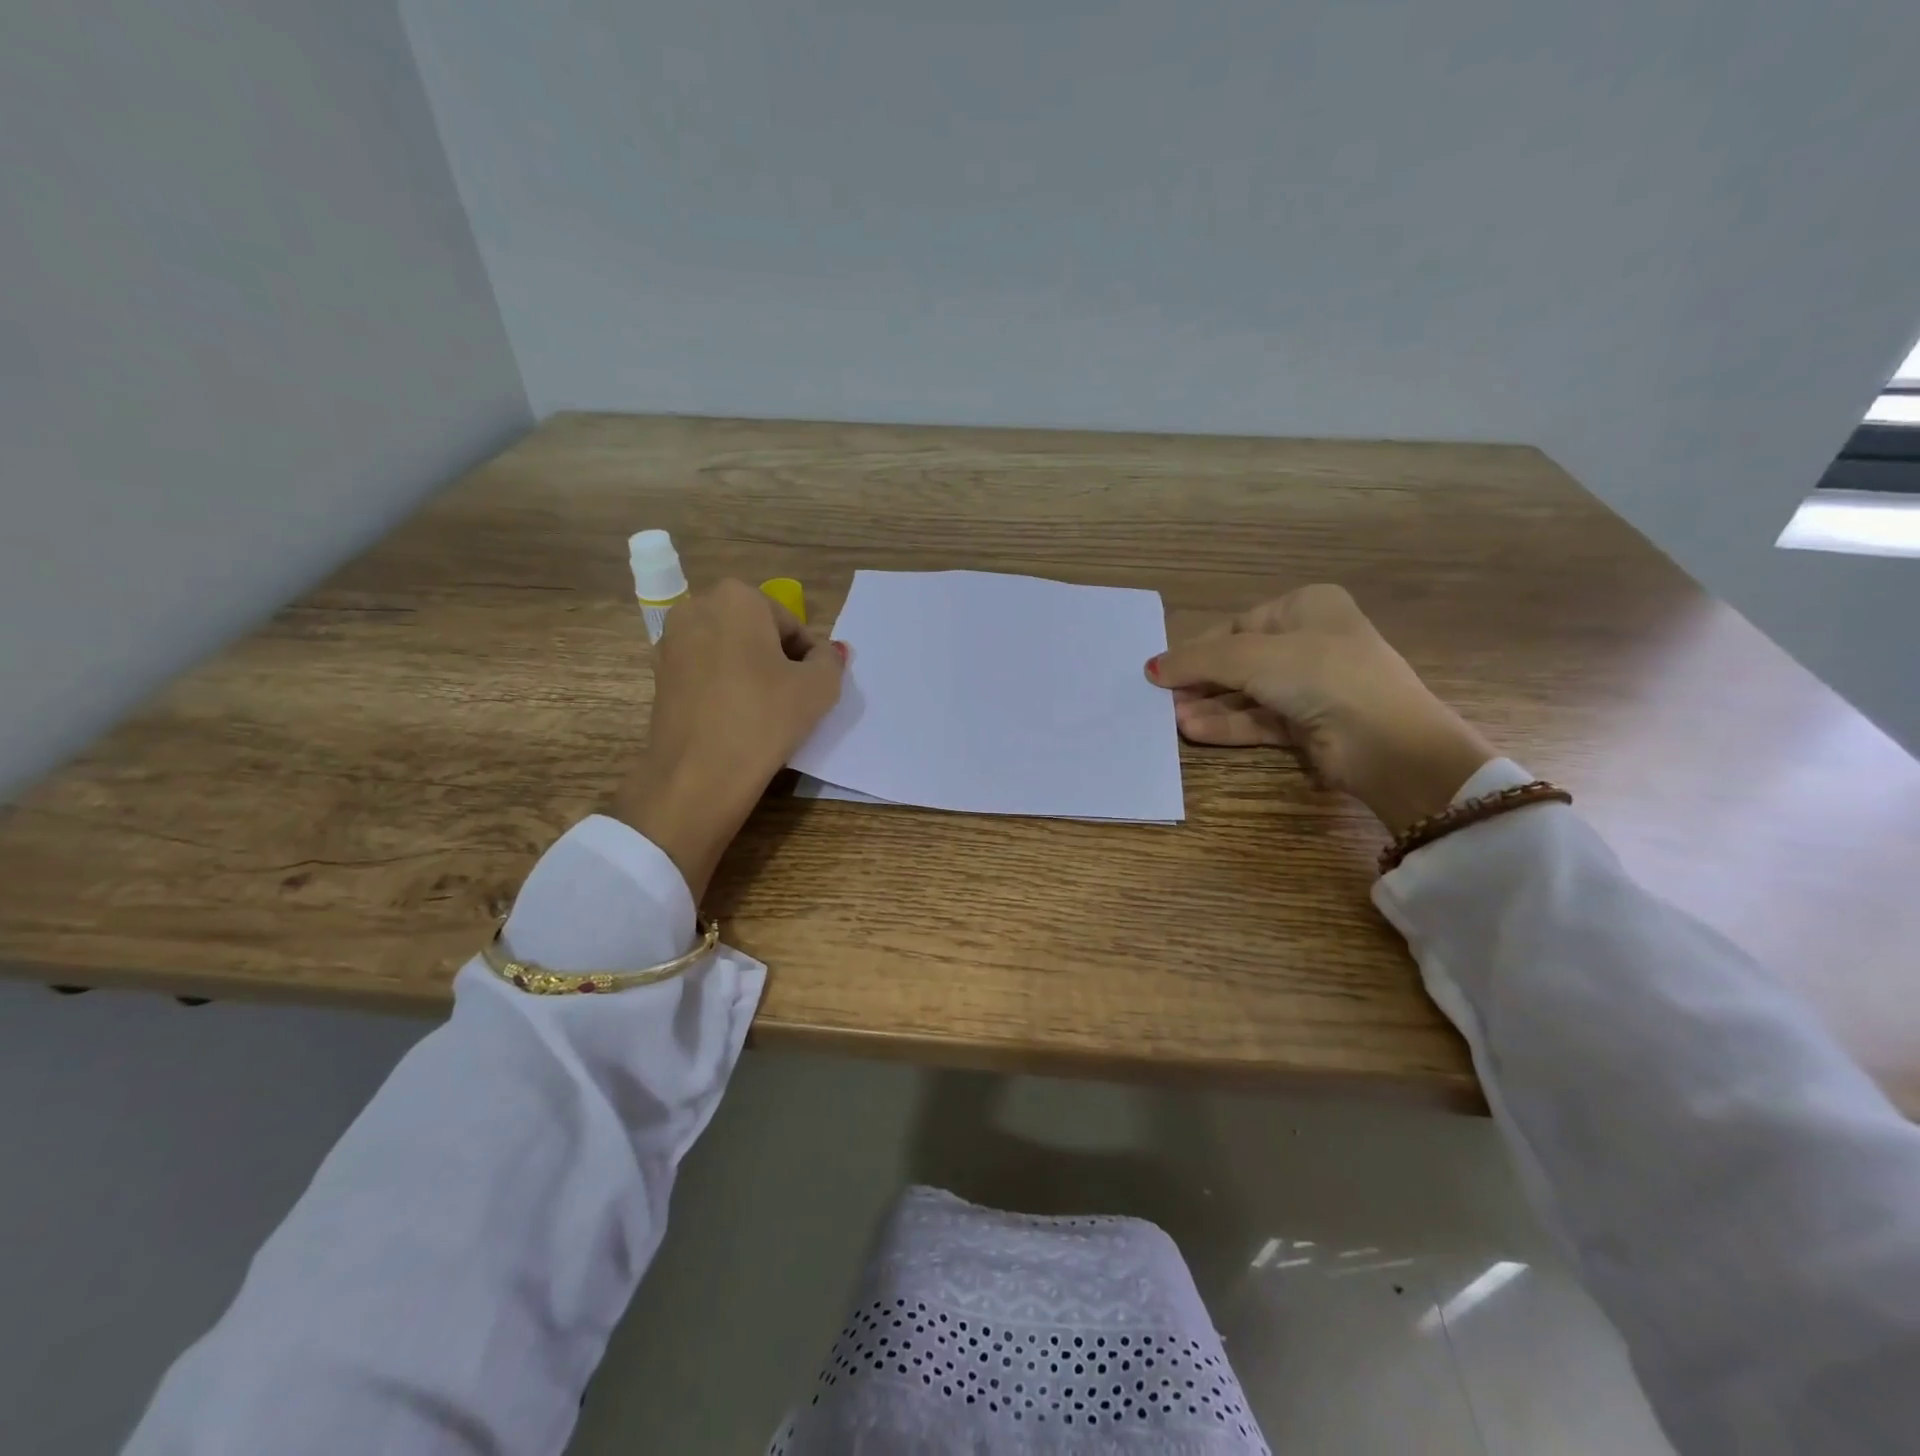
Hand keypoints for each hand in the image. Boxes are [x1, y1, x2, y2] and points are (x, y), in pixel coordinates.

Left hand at [612, 580, 847, 898]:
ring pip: (729, 653)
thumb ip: (831, 661)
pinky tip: (736, 721)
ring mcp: (670, 642)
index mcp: (737, 598)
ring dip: (750, 674)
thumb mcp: (819, 687)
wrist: (698, 774)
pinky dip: (724, 689)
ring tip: (764, 713)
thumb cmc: (765, 718)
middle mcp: (696, 608)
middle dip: (776, 660)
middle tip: (791, 700)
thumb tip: (829, 652)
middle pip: (756, 633)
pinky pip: (706, 674)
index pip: (790, 625)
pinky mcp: (658, 676)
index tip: (811, 689)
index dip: (808, 658)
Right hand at [1145, 585, 1492, 834]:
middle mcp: (1309, 642)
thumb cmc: (1320, 675)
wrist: (1387, 742)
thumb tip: (1151, 667)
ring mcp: (1310, 687)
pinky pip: (1258, 720)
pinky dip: (1227, 725)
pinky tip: (1193, 731)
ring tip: (1170, 720)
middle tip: (1160, 699)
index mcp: (1306, 607)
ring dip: (1208, 706)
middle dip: (1200, 682)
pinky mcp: (1308, 725)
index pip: (1236, 626)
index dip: (1198, 648)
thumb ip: (1198, 660)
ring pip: (1246, 694)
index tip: (1162, 670)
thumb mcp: (1251, 656)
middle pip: (1238, 661)